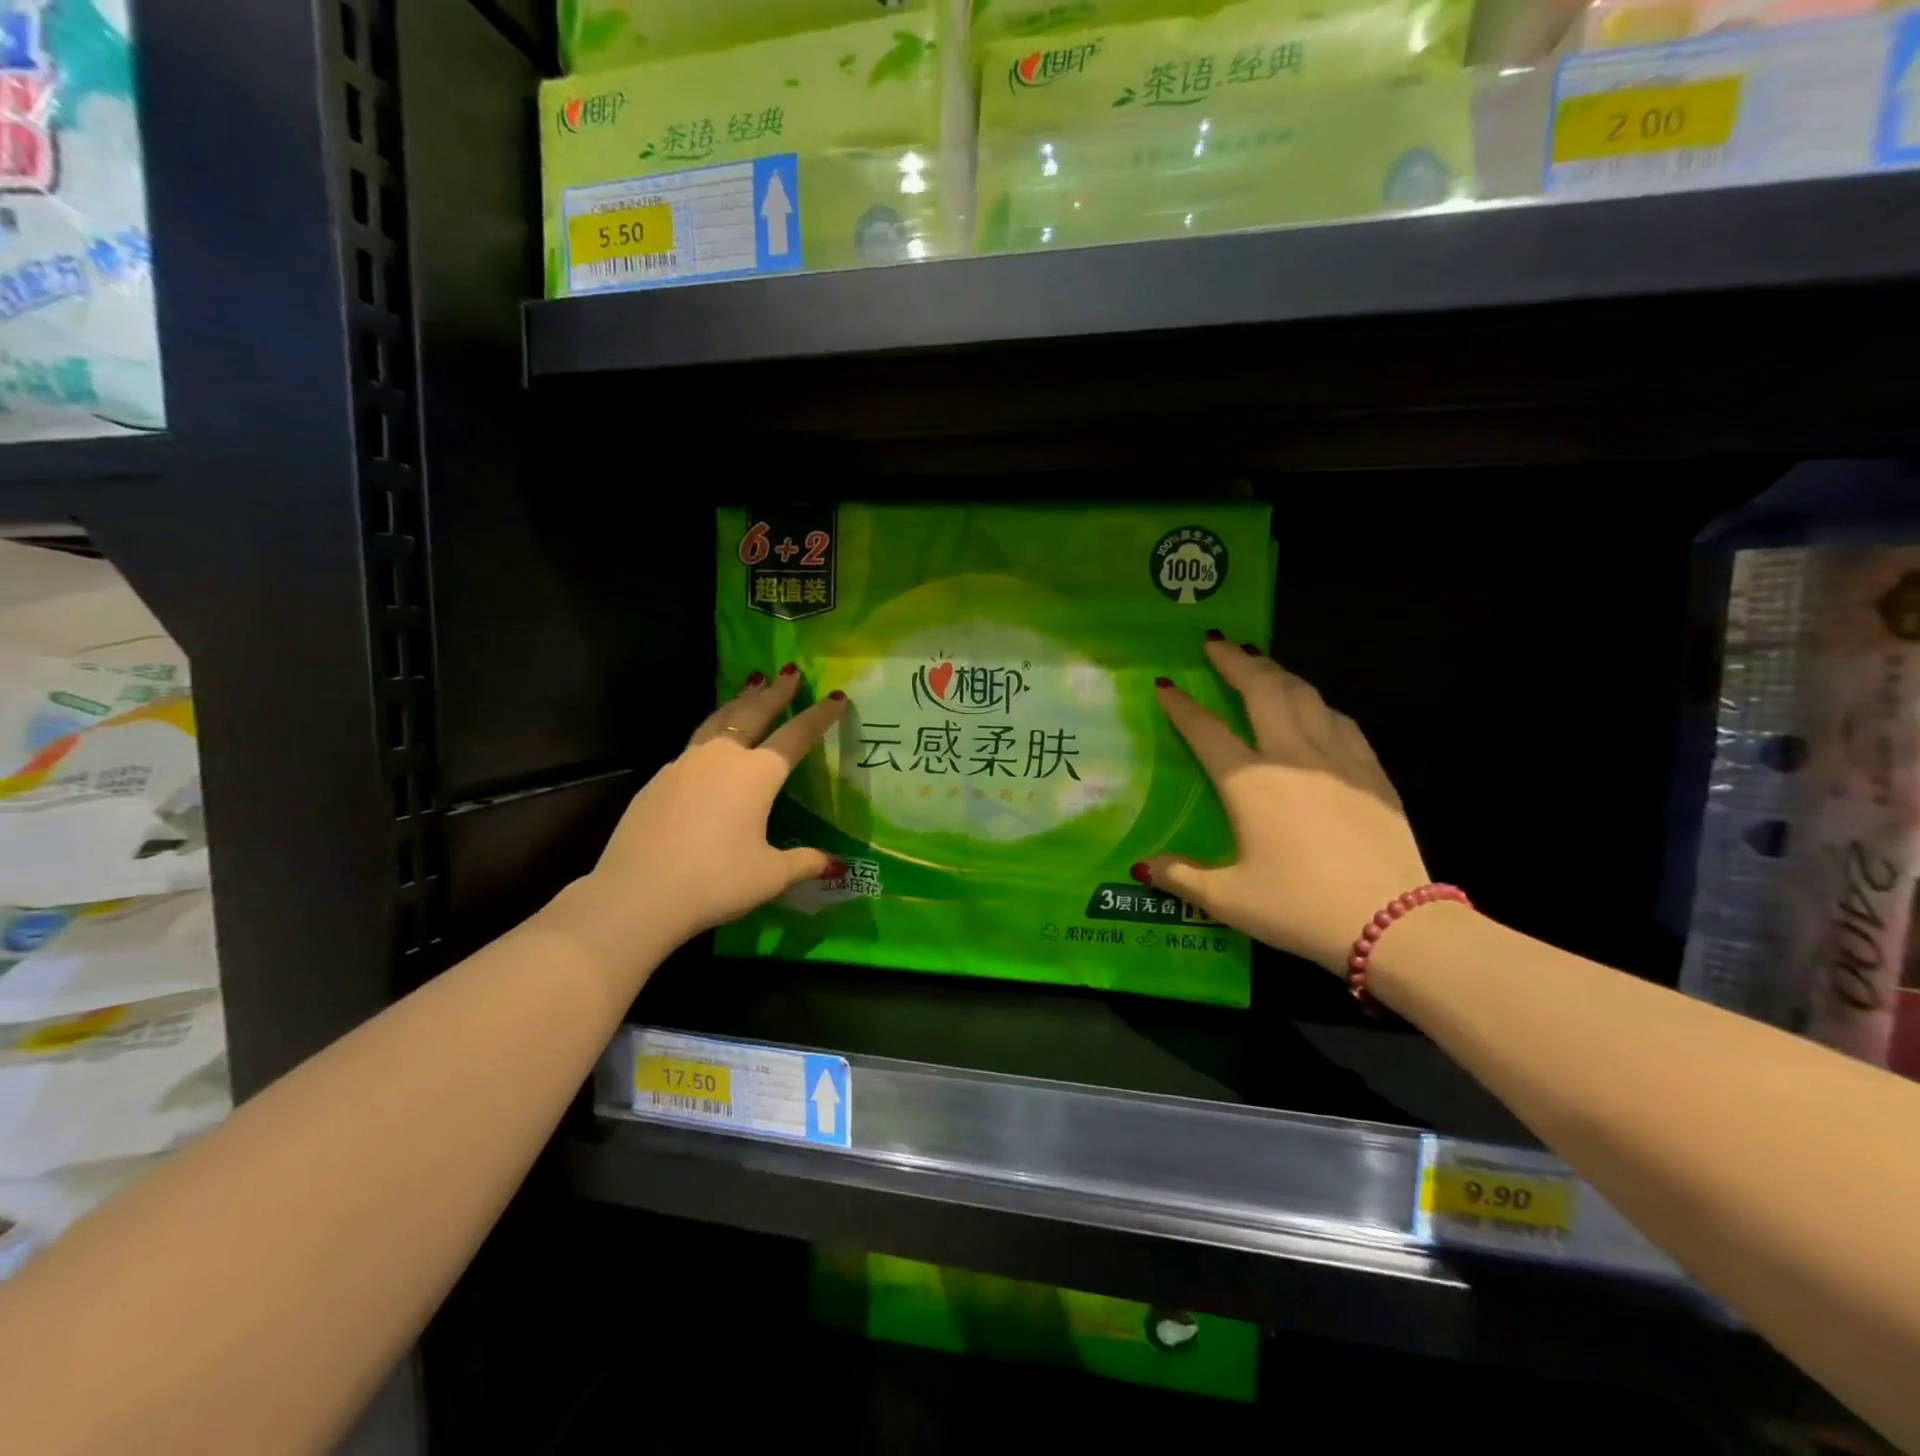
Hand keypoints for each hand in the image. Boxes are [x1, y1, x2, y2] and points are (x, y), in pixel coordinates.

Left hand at [579, 666, 846, 952]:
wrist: (637, 894)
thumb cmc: (716, 881)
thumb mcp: (770, 876)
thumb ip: (804, 862)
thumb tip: (834, 864)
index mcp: (757, 774)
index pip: (796, 735)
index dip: (819, 716)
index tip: (836, 697)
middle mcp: (722, 758)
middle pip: (753, 713)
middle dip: (775, 692)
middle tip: (789, 672)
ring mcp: (685, 764)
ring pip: (718, 720)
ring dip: (740, 701)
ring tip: (751, 686)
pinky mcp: (659, 780)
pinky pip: (694, 744)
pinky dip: (713, 731)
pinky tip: (712, 744)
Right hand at [1142, 639, 1427, 974]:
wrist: (1393, 923)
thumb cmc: (1299, 907)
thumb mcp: (1228, 898)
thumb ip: (1180, 876)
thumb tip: (1142, 866)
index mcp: (1249, 781)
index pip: (1205, 730)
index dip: (1181, 706)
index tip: (1165, 685)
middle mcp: (1291, 756)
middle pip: (1260, 690)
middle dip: (1234, 661)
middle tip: (1215, 643)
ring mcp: (1337, 758)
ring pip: (1303, 694)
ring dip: (1276, 671)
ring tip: (1258, 661)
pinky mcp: (1371, 771)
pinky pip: (1339, 719)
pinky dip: (1316, 702)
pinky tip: (1313, 706)